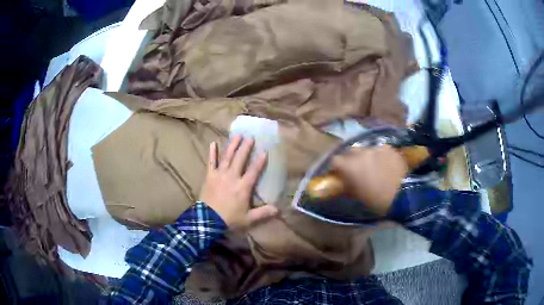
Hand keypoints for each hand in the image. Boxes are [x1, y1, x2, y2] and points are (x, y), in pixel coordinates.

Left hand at [199, 135, 278, 229]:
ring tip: (237, 135)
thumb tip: (278, 210)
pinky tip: (213, 143)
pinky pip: (211, 162)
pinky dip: (212, 153)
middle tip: (250, 137)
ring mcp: (220, 175)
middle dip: (246, 147)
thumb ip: (263, 213)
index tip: (264, 151)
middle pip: (240, 159)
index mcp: (243, 187)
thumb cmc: (229, 219)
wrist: (208, 220)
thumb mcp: (248, 219)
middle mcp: (232, 177)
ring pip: (227, 157)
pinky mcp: (209, 176)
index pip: (253, 171)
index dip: (259, 161)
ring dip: (232, 146)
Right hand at [331, 145, 407, 215]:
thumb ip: (347, 186)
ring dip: (366, 156)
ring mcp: (376, 148)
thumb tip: (341, 183)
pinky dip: (380, 155)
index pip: (335, 161)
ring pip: (366, 149)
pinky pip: (380, 149)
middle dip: (350, 159)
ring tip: (373, 165)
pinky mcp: (389, 148)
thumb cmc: (377, 200)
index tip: (338, 173)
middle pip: (350, 151)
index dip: (336, 167)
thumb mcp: (358, 196)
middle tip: (356, 169)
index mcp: (349, 166)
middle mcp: (360, 153)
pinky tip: (386, 163)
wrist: (402, 195)